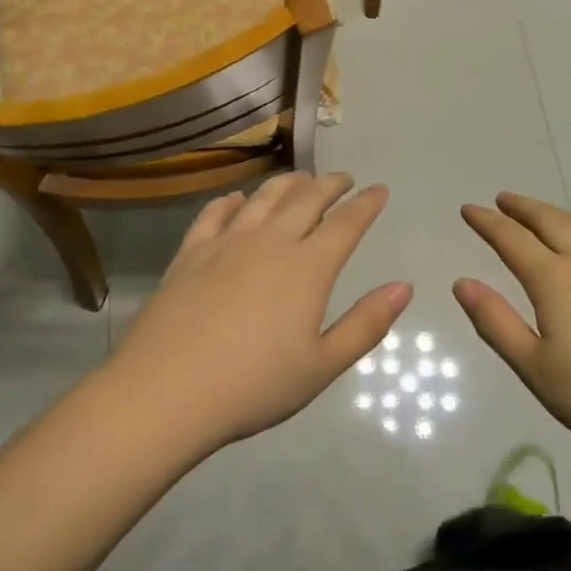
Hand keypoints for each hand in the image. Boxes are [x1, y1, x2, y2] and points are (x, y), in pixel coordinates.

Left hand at [110, 173, 410, 454]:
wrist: (167, 392)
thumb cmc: (253, 385)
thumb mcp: (322, 365)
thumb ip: (366, 324)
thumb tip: (404, 287)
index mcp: (308, 267)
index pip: (346, 223)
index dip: (366, 204)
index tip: (379, 190)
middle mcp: (270, 242)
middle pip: (306, 199)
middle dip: (330, 184)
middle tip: (344, 179)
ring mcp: (226, 243)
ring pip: (263, 198)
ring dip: (287, 183)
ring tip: (301, 178)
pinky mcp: (191, 253)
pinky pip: (214, 214)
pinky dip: (231, 201)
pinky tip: (236, 199)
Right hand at [454, 193, 570, 461]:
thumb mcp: (537, 370)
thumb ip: (496, 323)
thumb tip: (462, 283)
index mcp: (556, 280)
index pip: (512, 240)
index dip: (487, 222)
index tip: (469, 209)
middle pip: (550, 221)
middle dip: (522, 208)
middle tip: (503, 199)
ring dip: (556, 213)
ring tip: (542, 212)